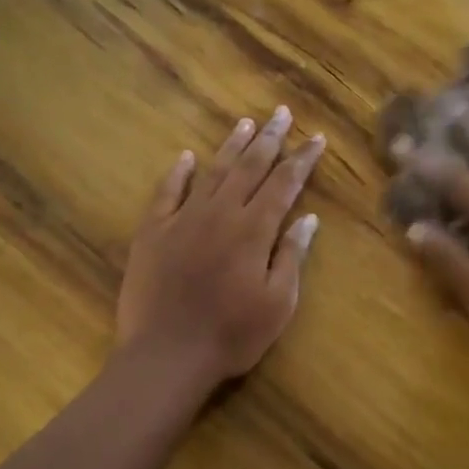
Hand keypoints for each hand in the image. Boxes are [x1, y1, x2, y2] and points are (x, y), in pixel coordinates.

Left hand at [116, 106, 324, 390]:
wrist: (166, 354)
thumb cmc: (231, 335)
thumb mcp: (278, 303)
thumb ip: (292, 256)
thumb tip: (308, 218)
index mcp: (253, 230)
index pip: (284, 184)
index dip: (302, 159)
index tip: (315, 139)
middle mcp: (220, 213)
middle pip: (249, 167)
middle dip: (269, 139)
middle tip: (281, 113)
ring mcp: (183, 219)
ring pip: (212, 172)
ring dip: (230, 146)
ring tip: (245, 123)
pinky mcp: (152, 232)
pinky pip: (167, 193)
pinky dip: (177, 173)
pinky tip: (186, 157)